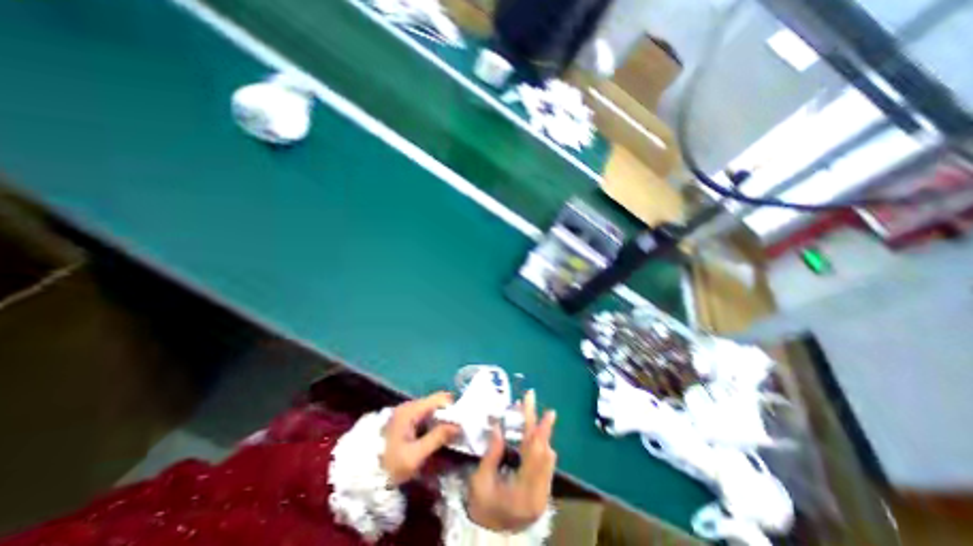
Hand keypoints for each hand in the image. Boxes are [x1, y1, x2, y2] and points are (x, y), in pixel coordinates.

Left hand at [379, 393, 459, 486]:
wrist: (361, 478)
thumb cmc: (389, 466)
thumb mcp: (415, 456)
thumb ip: (437, 438)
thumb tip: (458, 425)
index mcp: (411, 410)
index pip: (440, 398)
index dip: (453, 408)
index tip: (460, 424)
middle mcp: (409, 405)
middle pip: (436, 402)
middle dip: (448, 415)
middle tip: (455, 433)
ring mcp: (406, 412)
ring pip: (431, 409)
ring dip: (441, 421)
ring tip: (447, 437)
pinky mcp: (404, 420)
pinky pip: (424, 416)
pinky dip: (432, 424)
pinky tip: (434, 437)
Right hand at [466, 391, 557, 530]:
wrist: (488, 538)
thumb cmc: (481, 508)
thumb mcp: (480, 481)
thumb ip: (492, 453)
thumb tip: (499, 426)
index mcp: (524, 492)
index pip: (534, 454)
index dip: (539, 429)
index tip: (546, 411)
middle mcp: (539, 494)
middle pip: (544, 453)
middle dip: (542, 427)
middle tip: (544, 409)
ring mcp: (543, 495)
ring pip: (547, 457)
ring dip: (541, 435)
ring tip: (532, 417)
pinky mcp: (542, 493)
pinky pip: (545, 464)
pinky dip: (539, 446)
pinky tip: (531, 437)